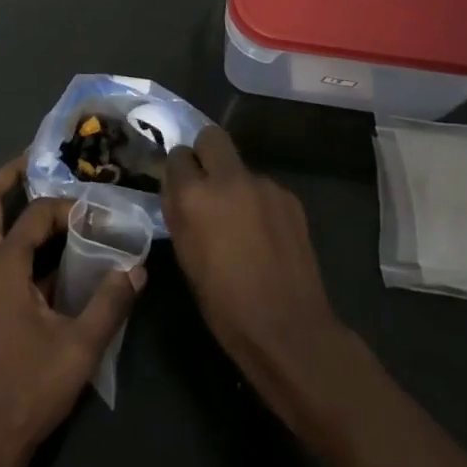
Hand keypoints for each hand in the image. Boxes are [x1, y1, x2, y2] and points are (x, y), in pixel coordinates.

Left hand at [0, 154, 144, 466]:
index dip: (66, 207)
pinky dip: (18, 240)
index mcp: (2, 266)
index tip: (96, 212)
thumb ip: (109, 304)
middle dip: (11, 176)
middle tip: (39, 158)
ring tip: (50, 199)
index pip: (35, 215)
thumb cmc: (28, 389)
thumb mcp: (79, 348)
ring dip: (13, 207)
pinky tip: (51, 255)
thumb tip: (136, 269)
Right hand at [163, 127, 354, 429]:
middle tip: (206, 184)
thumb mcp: (185, 256)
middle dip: (205, 153)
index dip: (178, 171)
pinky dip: (258, 202)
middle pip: (211, 137)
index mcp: (195, 195)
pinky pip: (264, 189)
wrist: (288, 329)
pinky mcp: (290, 199)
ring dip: (234, 184)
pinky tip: (264, 234)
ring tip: (240, 221)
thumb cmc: (224, 303)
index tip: (180, 187)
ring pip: (240, 167)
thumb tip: (176, 189)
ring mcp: (264, 185)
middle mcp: (229, 179)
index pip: (177, 156)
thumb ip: (178, 212)